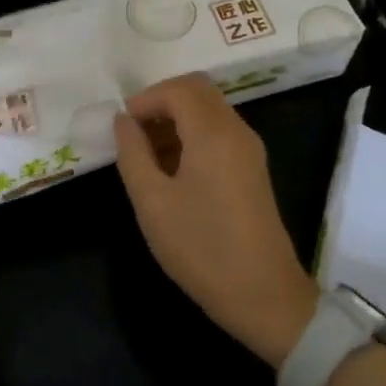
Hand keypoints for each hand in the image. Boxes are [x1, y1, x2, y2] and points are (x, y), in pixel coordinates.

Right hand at [113, 75, 317, 366]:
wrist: (264, 296)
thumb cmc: (201, 248)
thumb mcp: (152, 202)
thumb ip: (132, 153)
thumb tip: (123, 121)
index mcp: (214, 134)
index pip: (178, 89)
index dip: (145, 99)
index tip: (122, 127)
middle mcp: (237, 131)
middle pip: (197, 91)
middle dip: (161, 103)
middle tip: (133, 134)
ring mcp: (249, 149)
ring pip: (209, 110)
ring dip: (176, 119)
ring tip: (146, 155)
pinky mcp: (253, 168)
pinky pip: (219, 132)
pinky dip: (192, 135)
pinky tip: (172, 170)